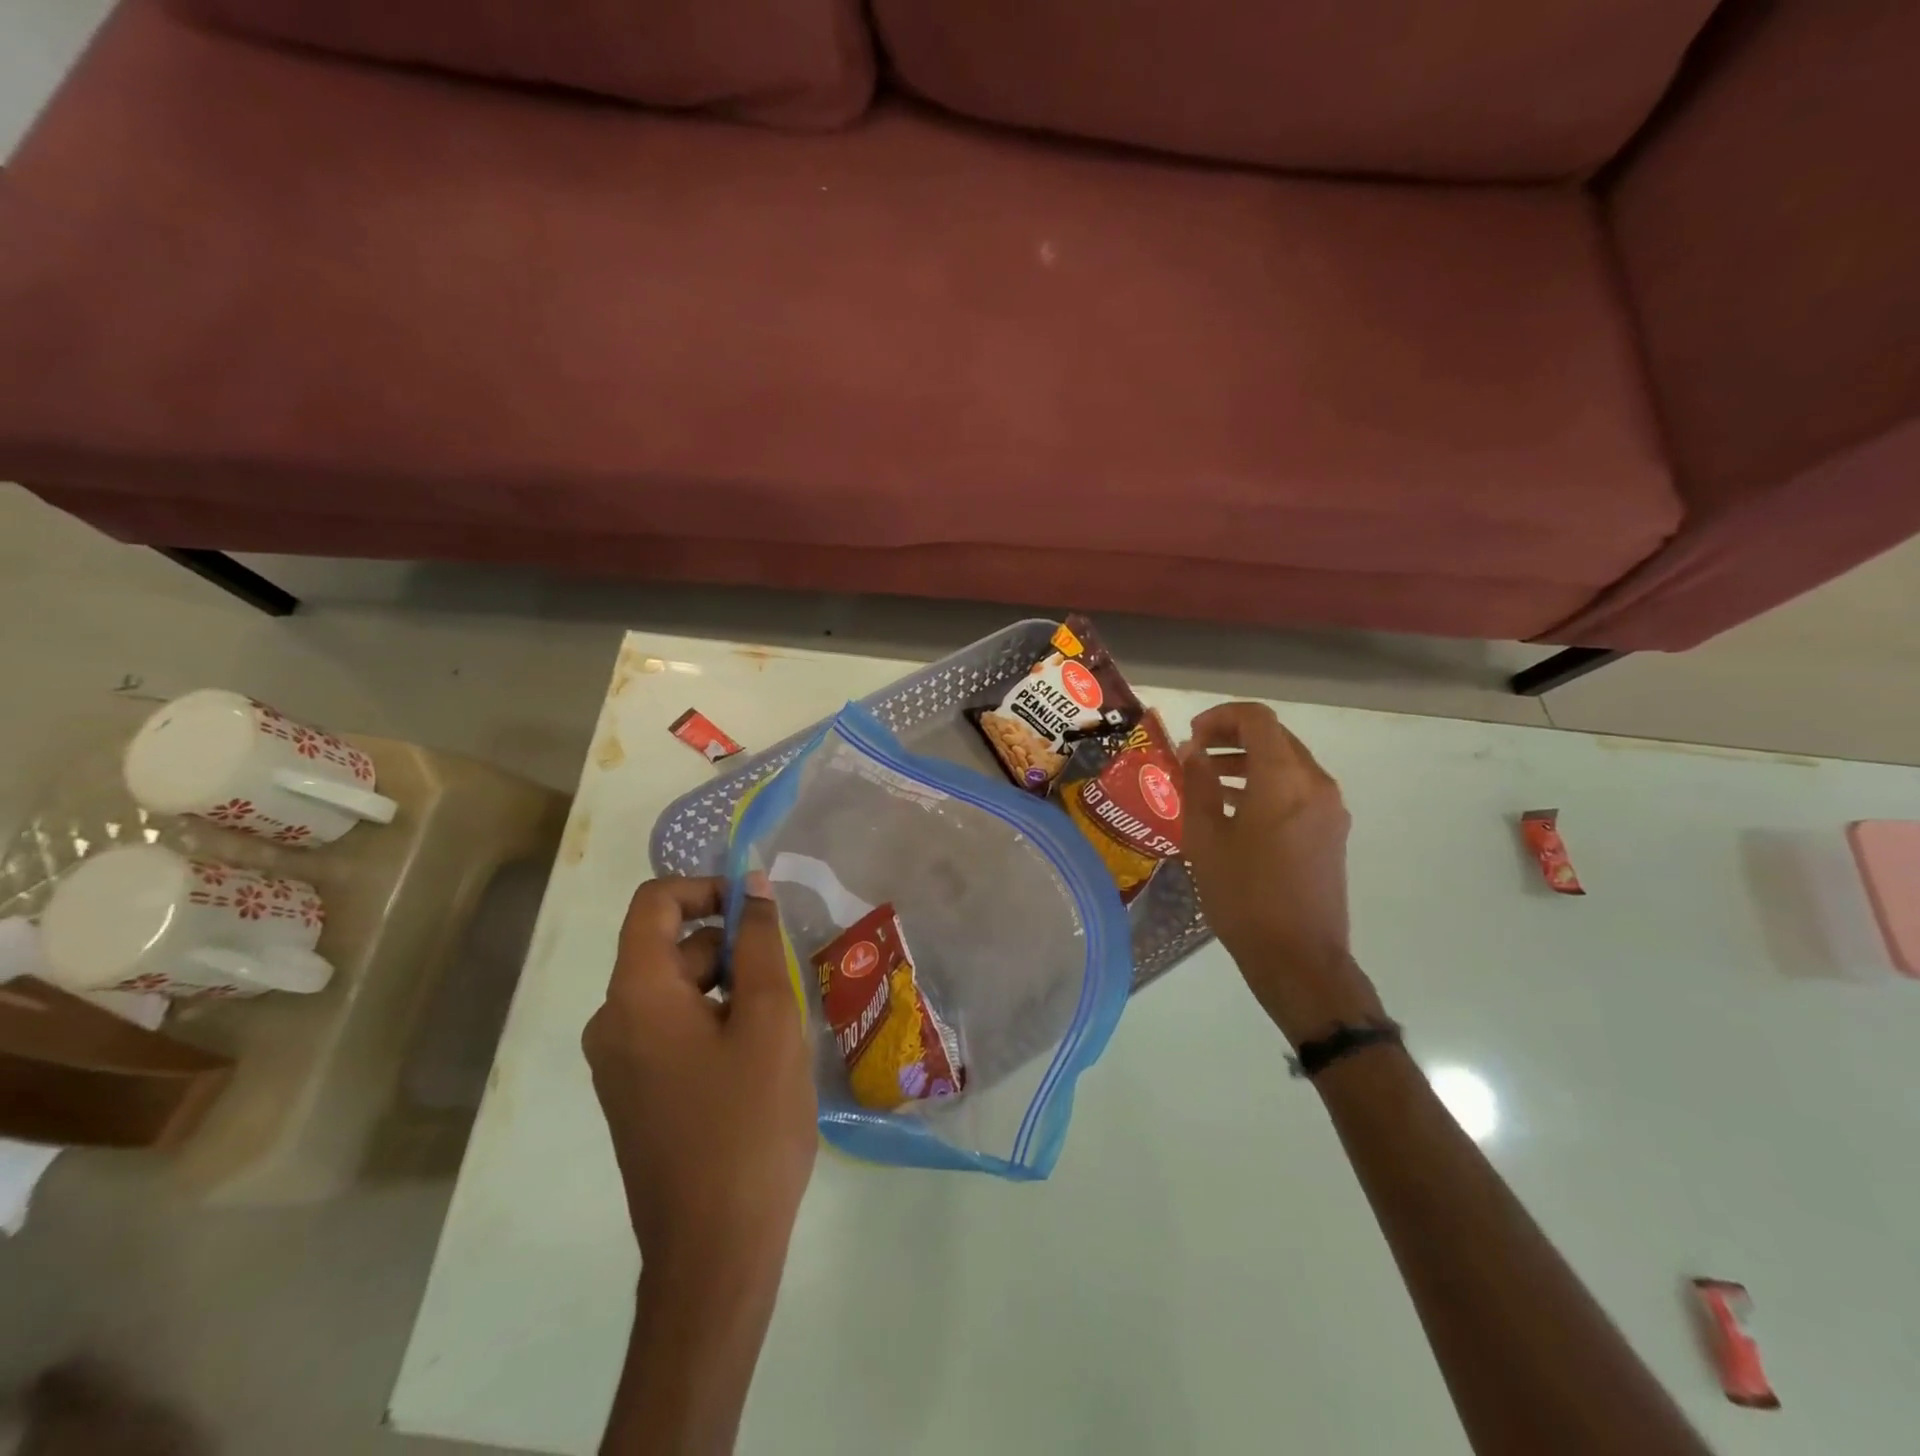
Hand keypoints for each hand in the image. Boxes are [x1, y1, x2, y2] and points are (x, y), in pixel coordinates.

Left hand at [583, 876, 816, 1273]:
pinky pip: (671, 1030)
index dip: (706, 888)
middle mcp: (612, 1022)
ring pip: (677, 991)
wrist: (714, 1253)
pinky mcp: (634, 1095)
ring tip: (778, 1028)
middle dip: (730, 948)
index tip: (758, 912)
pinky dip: (713, 1022)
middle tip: (786, 983)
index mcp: (636, 995)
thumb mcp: (769, 1019)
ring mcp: (619, 1064)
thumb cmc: (747, 1124)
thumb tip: (751, 884)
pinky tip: (756, 1062)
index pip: (654, 903)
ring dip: (728, 988)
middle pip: (670, 947)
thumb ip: (759, 942)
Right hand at [1180, 703, 1384, 1046]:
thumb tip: (1194, 751)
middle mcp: (1315, 784)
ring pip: (1287, 763)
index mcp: (1283, 780)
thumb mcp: (1206, 838)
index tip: (1190, 737)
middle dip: (1232, 737)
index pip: (1256, 720)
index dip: (1220, 718)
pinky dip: (1266, 784)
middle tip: (1194, 753)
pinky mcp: (1332, 831)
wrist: (1299, 958)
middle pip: (1275, 737)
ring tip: (1208, 781)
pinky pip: (1297, 789)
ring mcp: (1329, 808)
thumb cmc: (1243, 896)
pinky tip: (1236, 809)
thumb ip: (1198, 784)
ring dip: (1248, 761)